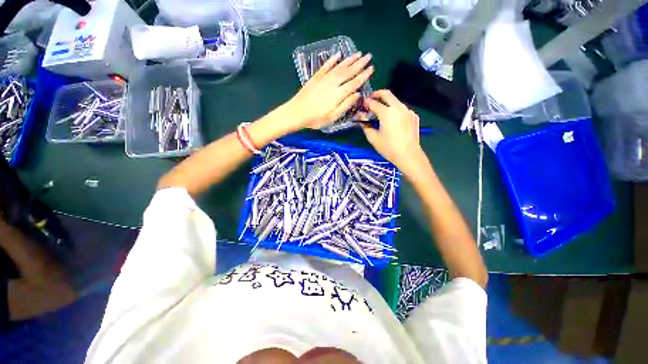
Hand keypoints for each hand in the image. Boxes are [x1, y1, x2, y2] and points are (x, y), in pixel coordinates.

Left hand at [285, 52, 373, 130]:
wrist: (296, 113)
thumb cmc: (315, 119)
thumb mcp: (332, 117)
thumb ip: (345, 105)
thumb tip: (357, 94)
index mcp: (338, 94)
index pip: (354, 82)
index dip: (363, 75)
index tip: (371, 68)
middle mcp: (332, 83)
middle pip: (348, 71)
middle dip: (359, 63)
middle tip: (368, 56)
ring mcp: (323, 79)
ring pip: (338, 67)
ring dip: (349, 60)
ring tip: (358, 53)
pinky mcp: (315, 78)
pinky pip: (325, 66)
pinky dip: (332, 60)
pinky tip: (337, 55)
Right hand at [360, 90, 425, 174]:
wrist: (408, 155)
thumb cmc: (388, 147)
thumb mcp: (373, 138)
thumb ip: (365, 125)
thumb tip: (360, 117)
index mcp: (387, 112)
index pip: (373, 103)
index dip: (366, 103)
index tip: (362, 105)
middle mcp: (398, 108)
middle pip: (387, 94)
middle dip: (377, 94)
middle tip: (370, 98)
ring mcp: (408, 111)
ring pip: (395, 101)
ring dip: (387, 102)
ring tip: (380, 110)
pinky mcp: (413, 116)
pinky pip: (402, 109)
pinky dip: (395, 110)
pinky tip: (392, 119)